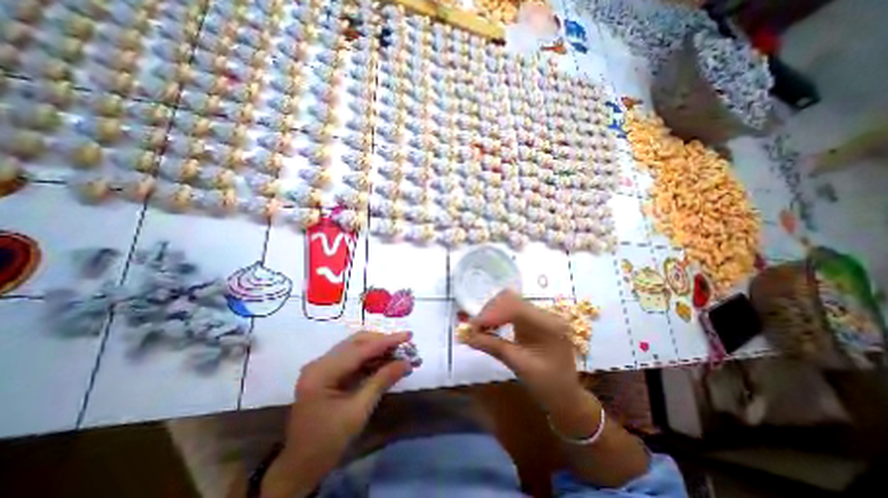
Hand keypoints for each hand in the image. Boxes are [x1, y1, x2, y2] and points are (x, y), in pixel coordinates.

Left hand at [263, 331, 412, 497]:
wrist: (300, 468)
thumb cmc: (327, 442)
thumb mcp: (358, 411)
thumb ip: (382, 381)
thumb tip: (407, 363)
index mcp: (322, 372)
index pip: (360, 349)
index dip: (387, 341)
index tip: (408, 336)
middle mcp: (320, 362)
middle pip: (357, 342)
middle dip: (383, 342)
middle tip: (405, 345)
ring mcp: (323, 366)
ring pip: (356, 347)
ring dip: (379, 349)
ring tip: (400, 352)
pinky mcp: (328, 372)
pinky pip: (353, 358)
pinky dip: (371, 358)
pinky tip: (386, 361)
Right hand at [457, 287, 584, 411]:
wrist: (566, 396)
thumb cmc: (547, 385)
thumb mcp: (519, 365)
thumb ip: (492, 346)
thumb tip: (466, 336)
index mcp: (549, 325)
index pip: (514, 307)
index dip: (490, 314)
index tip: (471, 327)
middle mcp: (546, 313)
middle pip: (510, 299)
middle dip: (489, 311)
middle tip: (473, 329)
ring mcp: (541, 314)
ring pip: (509, 302)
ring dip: (492, 313)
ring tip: (480, 329)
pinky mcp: (535, 318)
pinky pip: (512, 309)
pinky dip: (498, 316)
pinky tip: (491, 327)